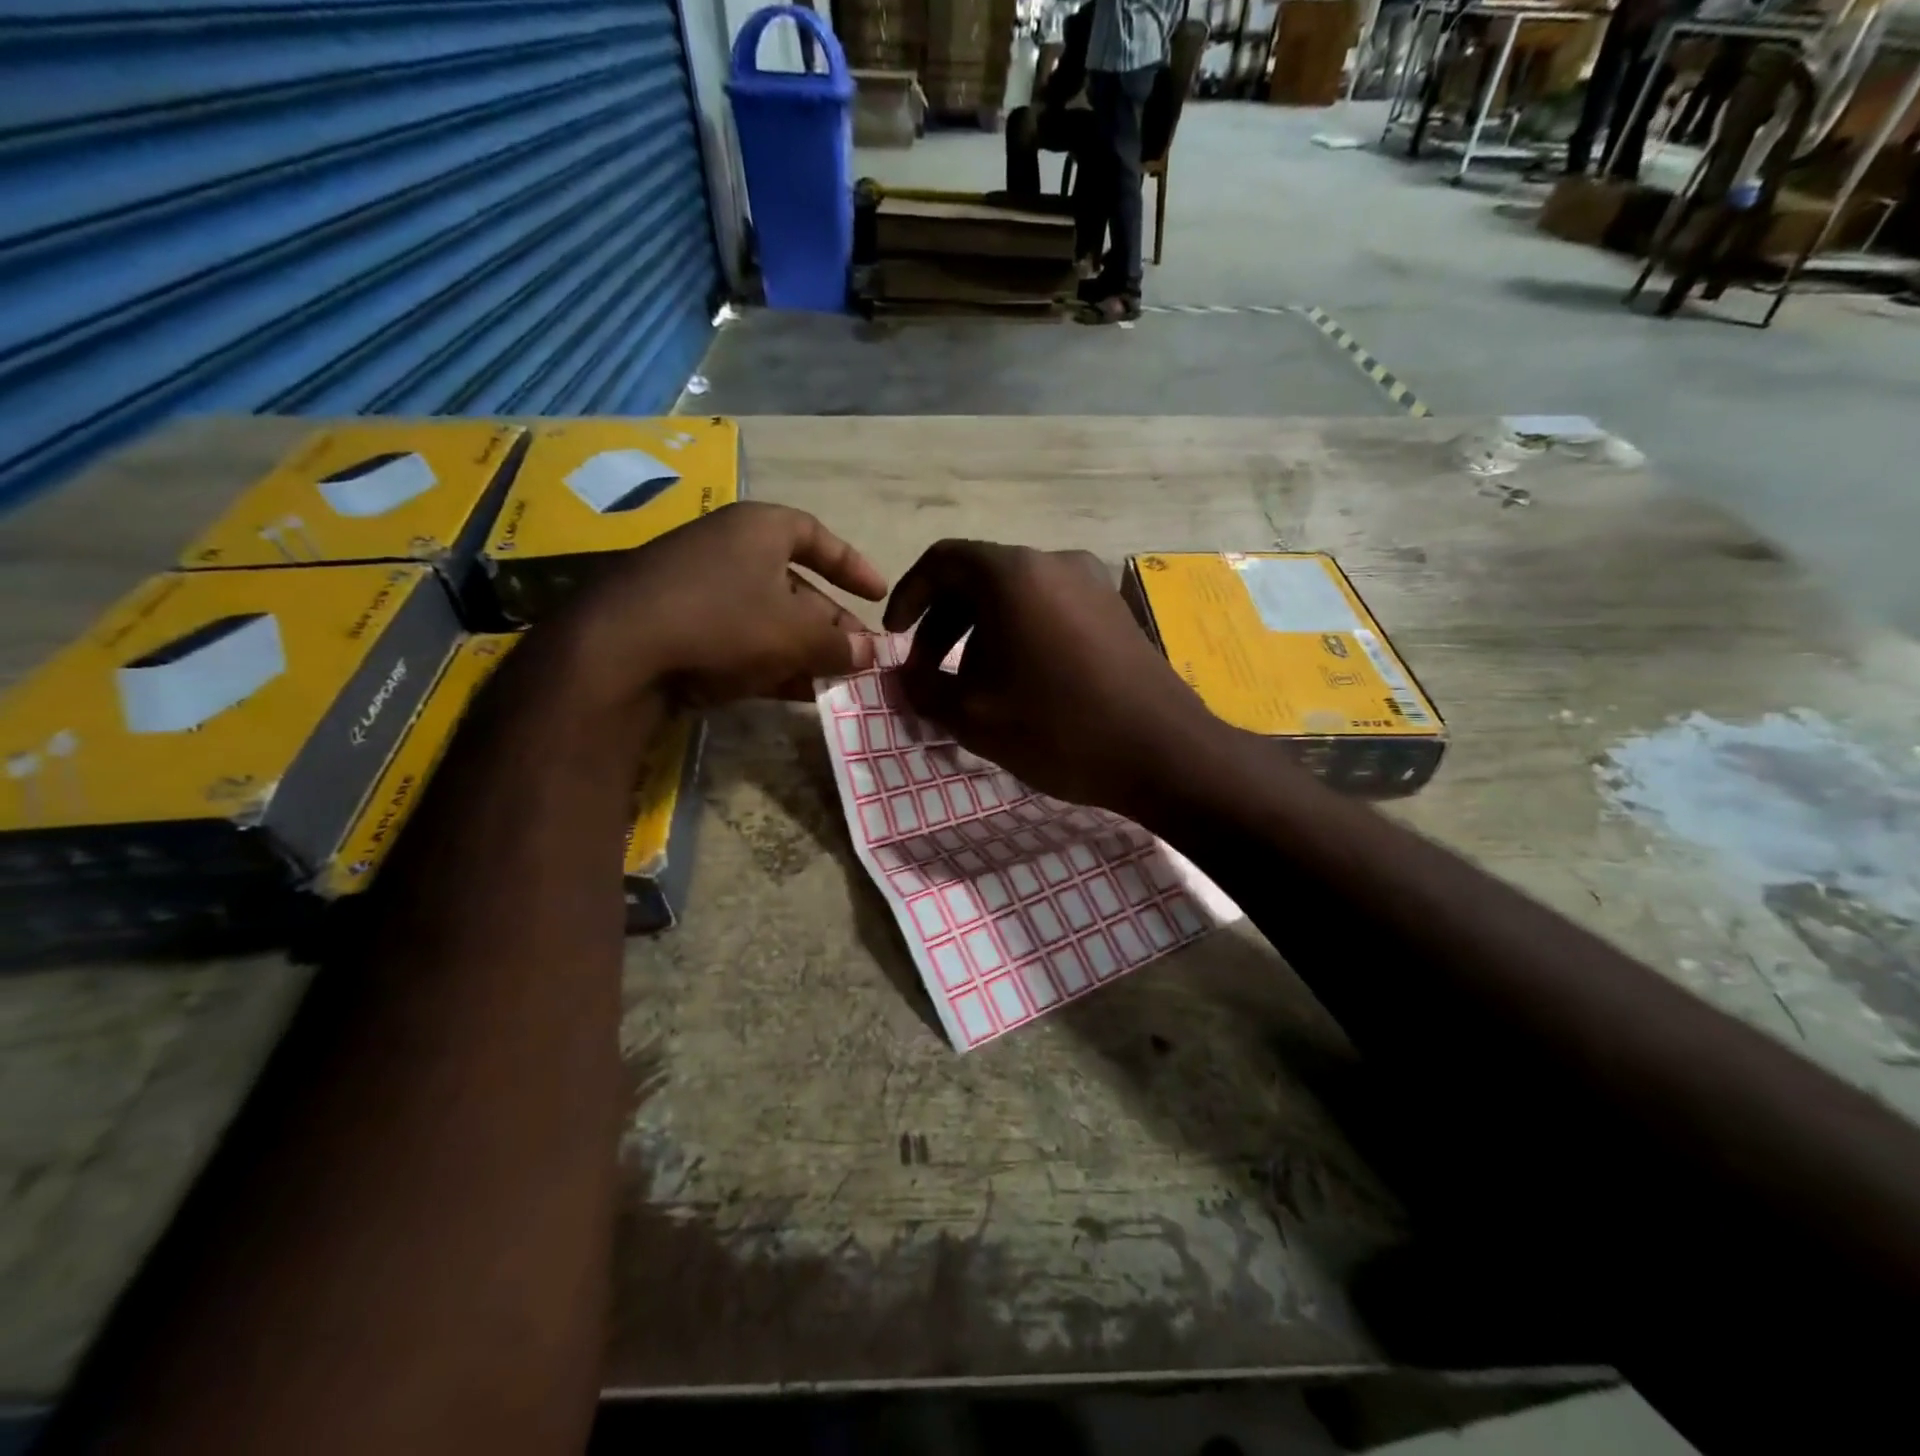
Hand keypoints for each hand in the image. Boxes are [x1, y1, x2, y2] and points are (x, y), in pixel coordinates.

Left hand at [545, 502, 886, 717]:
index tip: (878, 594)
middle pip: (794, 584)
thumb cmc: (724, 622)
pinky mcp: (677, 628)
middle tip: (860, 656)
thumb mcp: (795, 634)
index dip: (852, 565)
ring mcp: (698, 590)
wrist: (617, 652)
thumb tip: (869, 653)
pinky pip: (738, 640)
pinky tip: (796, 692)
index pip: (816, 535)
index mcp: (758, 529)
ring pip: (767, 618)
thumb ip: (839, 643)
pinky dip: (770, 662)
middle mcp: (727, 550)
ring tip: (835, 682)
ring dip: (805, 650)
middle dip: (831, 623)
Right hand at [882, 540, 1218, 818]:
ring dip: (980, 633)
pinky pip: (1049, 609)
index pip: (942, 561)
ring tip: (971, 684)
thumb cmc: (1057, 727)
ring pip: (1015, 597)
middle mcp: (1054, 562)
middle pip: (979, 578)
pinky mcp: (1115, 610)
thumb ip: (922, 690)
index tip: (895, 638)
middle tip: (927, 672)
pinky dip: (1019, 635)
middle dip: (942, 624)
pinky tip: (1019, 682)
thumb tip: (902, 679)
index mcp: (1013, 574)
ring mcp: (1092, 583)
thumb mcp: (972, 716)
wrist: (1163, 752)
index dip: (908, 596)